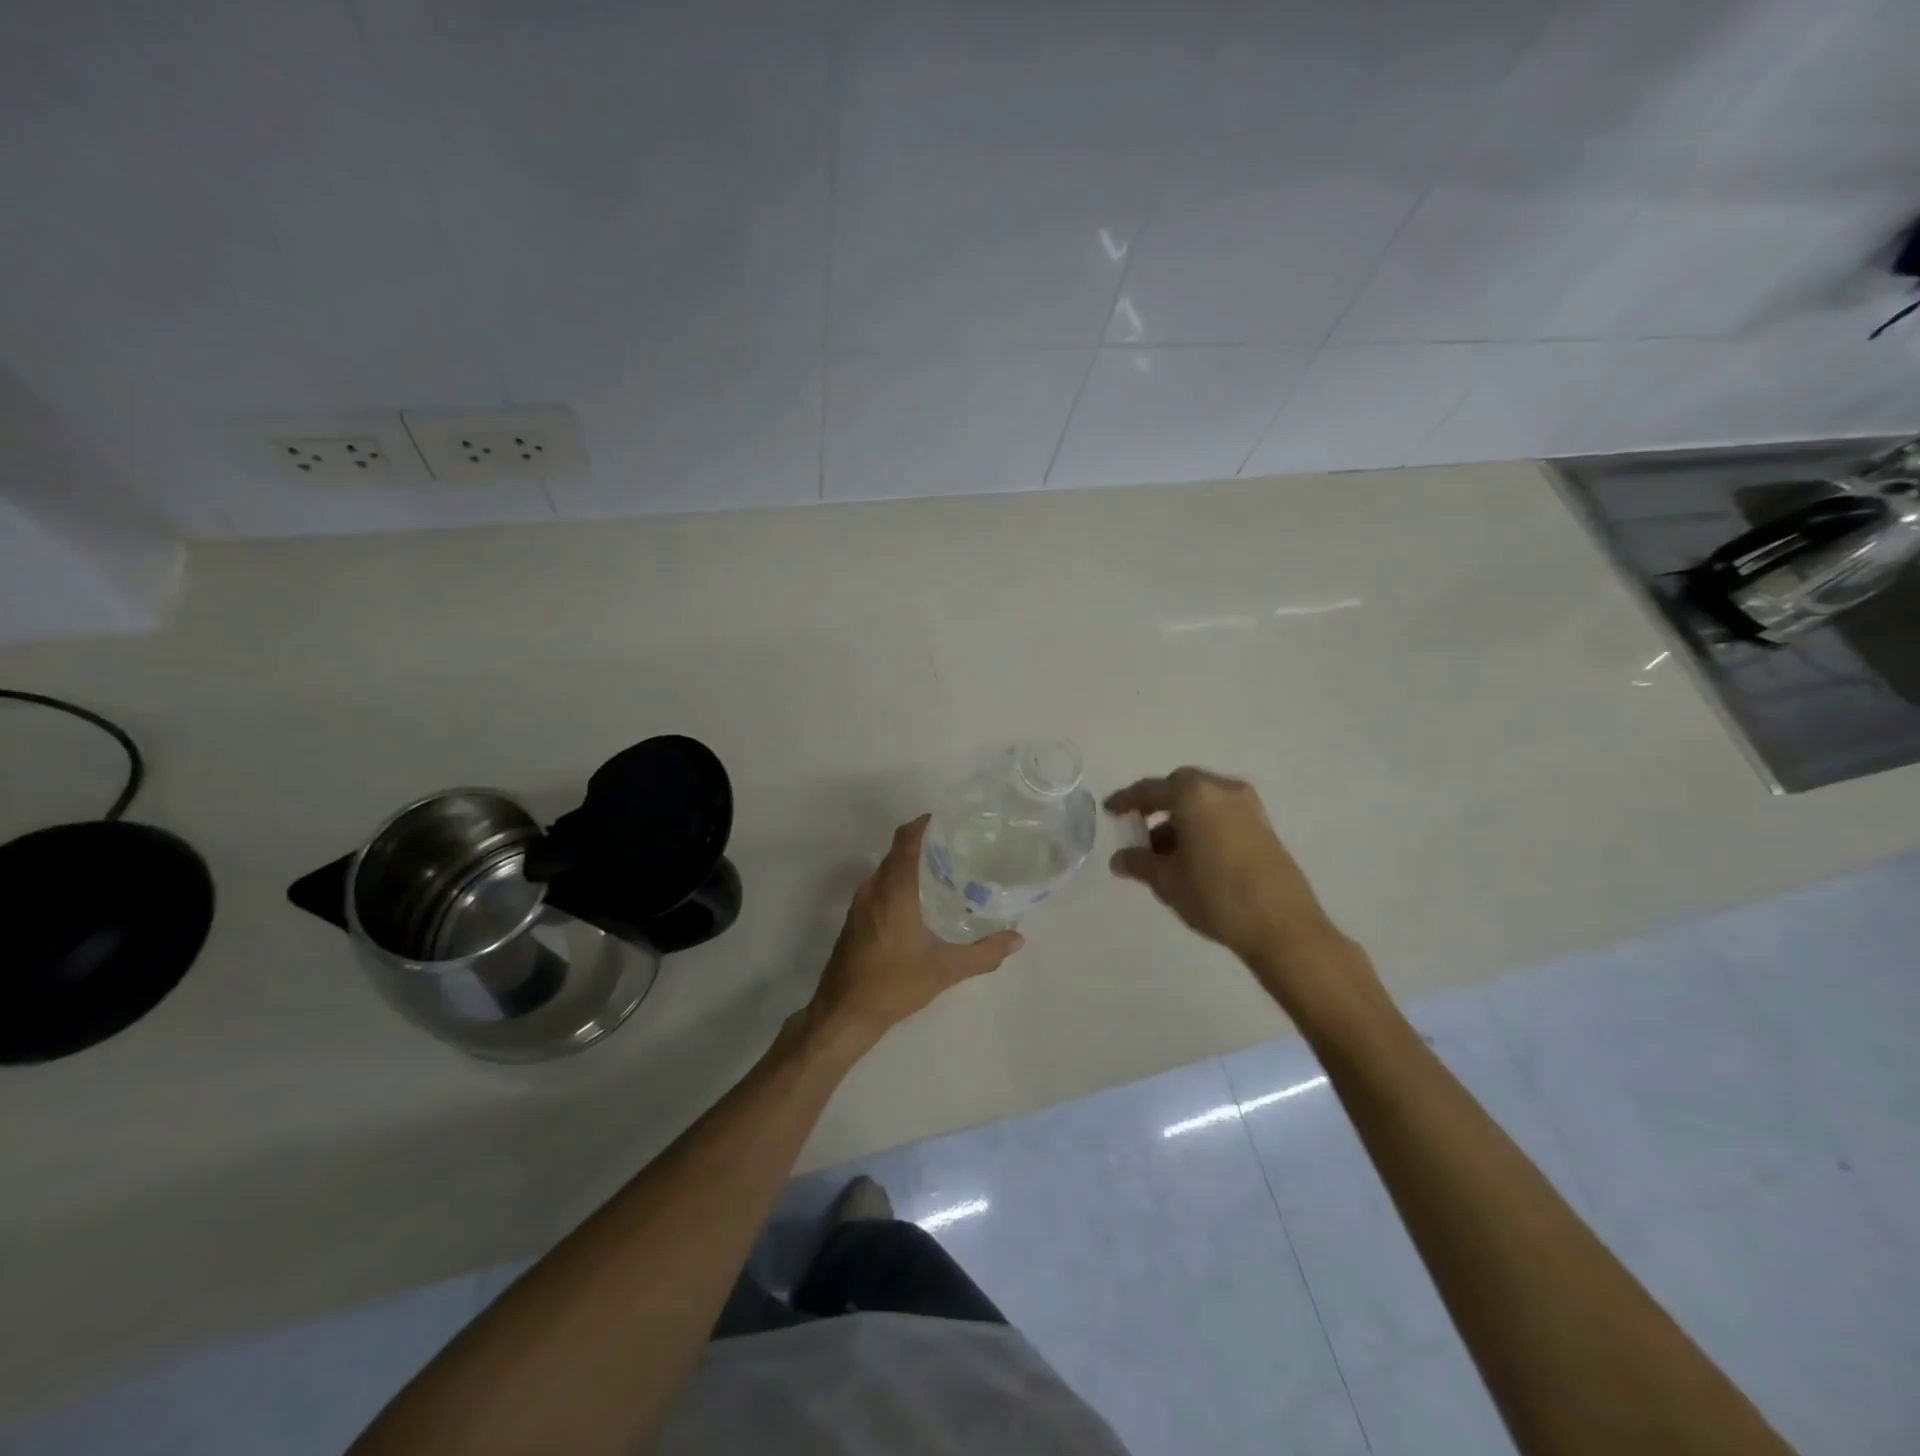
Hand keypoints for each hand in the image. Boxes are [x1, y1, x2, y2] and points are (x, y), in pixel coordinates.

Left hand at [810, 815, 1023, 1044]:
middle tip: (955, 848)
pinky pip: (878, 888)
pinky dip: (897, 884)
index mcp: (893, 891)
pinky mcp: (854, 921)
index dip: (923, 824)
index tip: (946, 820)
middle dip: (922, 844)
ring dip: (908, 865)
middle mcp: (873, 890)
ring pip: (885, 871)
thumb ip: (984, 952)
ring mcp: (859, 905)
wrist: (844, 1013)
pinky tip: (918, 903)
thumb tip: (1017, 939)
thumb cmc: (894, 984)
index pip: (905, 841)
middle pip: (896, 853)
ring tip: (941, 873)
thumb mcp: (946, 969)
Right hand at [1106, 768, 1352, 992]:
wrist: (1282, 926)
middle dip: (1157, 805)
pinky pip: (1221, 814)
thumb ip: (1139, 862)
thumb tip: (1120, 859)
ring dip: (1180, 817)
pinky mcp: (1263, 825)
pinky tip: (1192, 856)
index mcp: (1193, 795)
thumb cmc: (1215, 895)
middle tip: (1138, 828)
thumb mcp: (1167, 880)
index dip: (1126, 800)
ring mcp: (1247, 806)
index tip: (1109, 810)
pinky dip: (1202, 825)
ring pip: (1203, 801)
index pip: (1150, 790)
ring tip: (1163, 852)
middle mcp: (1221, 789)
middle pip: (1180, 788)